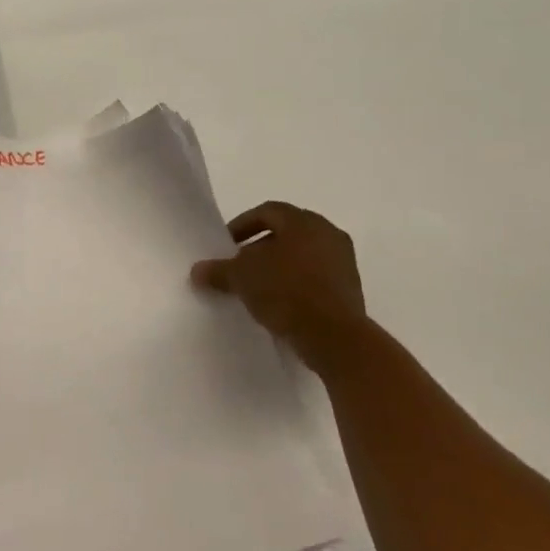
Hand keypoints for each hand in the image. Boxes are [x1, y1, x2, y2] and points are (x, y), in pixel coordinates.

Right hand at [192, 202, 366, 374]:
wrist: (337, 338)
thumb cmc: (287, 293)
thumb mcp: (242, 279)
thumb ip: (219, 271)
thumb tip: (197, 271)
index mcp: (303, 221)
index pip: (267, 211)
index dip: (242, 225)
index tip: (226, 245)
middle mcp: (327, 233)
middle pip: (286, 233)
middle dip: (261, 248)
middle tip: (240, 266)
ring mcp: (344, 261)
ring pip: (303, 255)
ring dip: (280, 267)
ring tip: (259, 288)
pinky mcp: (352, 289)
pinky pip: (317, 278)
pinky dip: (298, 285)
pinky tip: (281, 305)